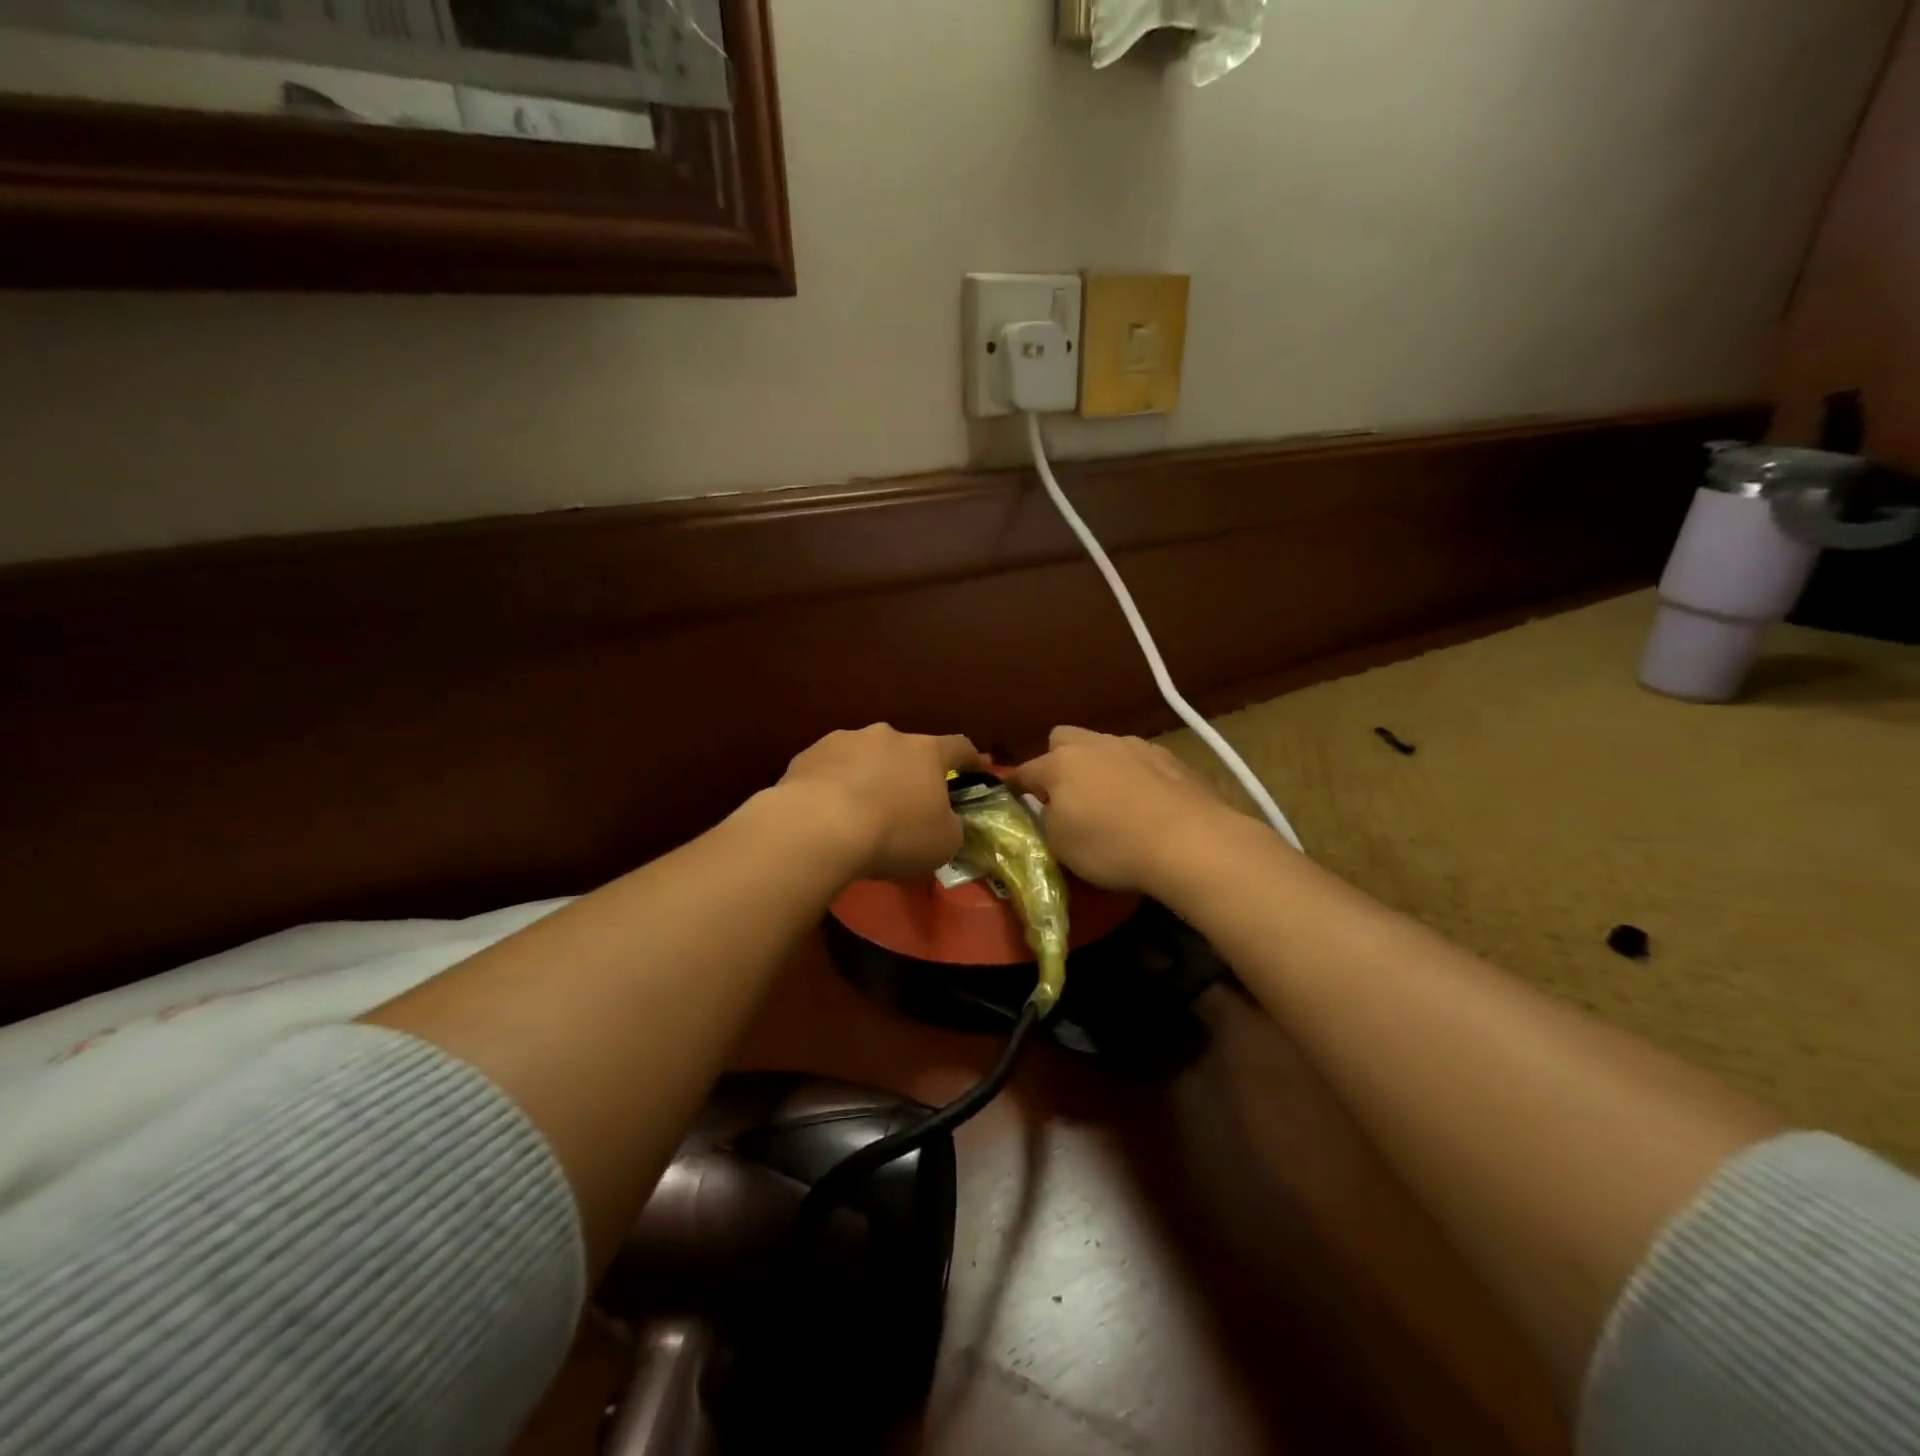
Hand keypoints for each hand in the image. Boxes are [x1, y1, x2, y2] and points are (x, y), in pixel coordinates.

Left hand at [776, 724, 982, 881]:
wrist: (818, 827)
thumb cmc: (895, 834)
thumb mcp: (943, 843)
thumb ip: (951, 826)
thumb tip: (946, 822)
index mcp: (927, 751)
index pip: (959, 747)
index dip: (970, 760)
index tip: (974, 772)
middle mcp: (887, 736)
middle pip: (906, 751)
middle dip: (908, 773)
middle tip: (905, 805)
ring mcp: (844, 740)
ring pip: (864, 757)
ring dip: (868, 777)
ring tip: (859, 812)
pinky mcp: (808, 755)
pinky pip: (829, 770)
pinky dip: (833, 786)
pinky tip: (826, 814)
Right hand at [1010, 726, 1234, 894]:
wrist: (1190, 841)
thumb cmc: (1113, 846)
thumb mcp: (1061, 846)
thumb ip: (1047, 820)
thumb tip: (1048, 809)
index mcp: (1060, 764)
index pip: (1024, 771)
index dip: (1016, 788)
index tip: (1015, 802)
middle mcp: (1095, 745)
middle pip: (1063, 739)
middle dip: (1058, 761)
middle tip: (1068, 796)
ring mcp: (1135, 746)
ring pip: (1104, 747)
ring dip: (1100, 767)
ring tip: (1113, 802)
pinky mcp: (1170, 757)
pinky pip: (1139, 760)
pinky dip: (1135, 776)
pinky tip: (1147, 804)